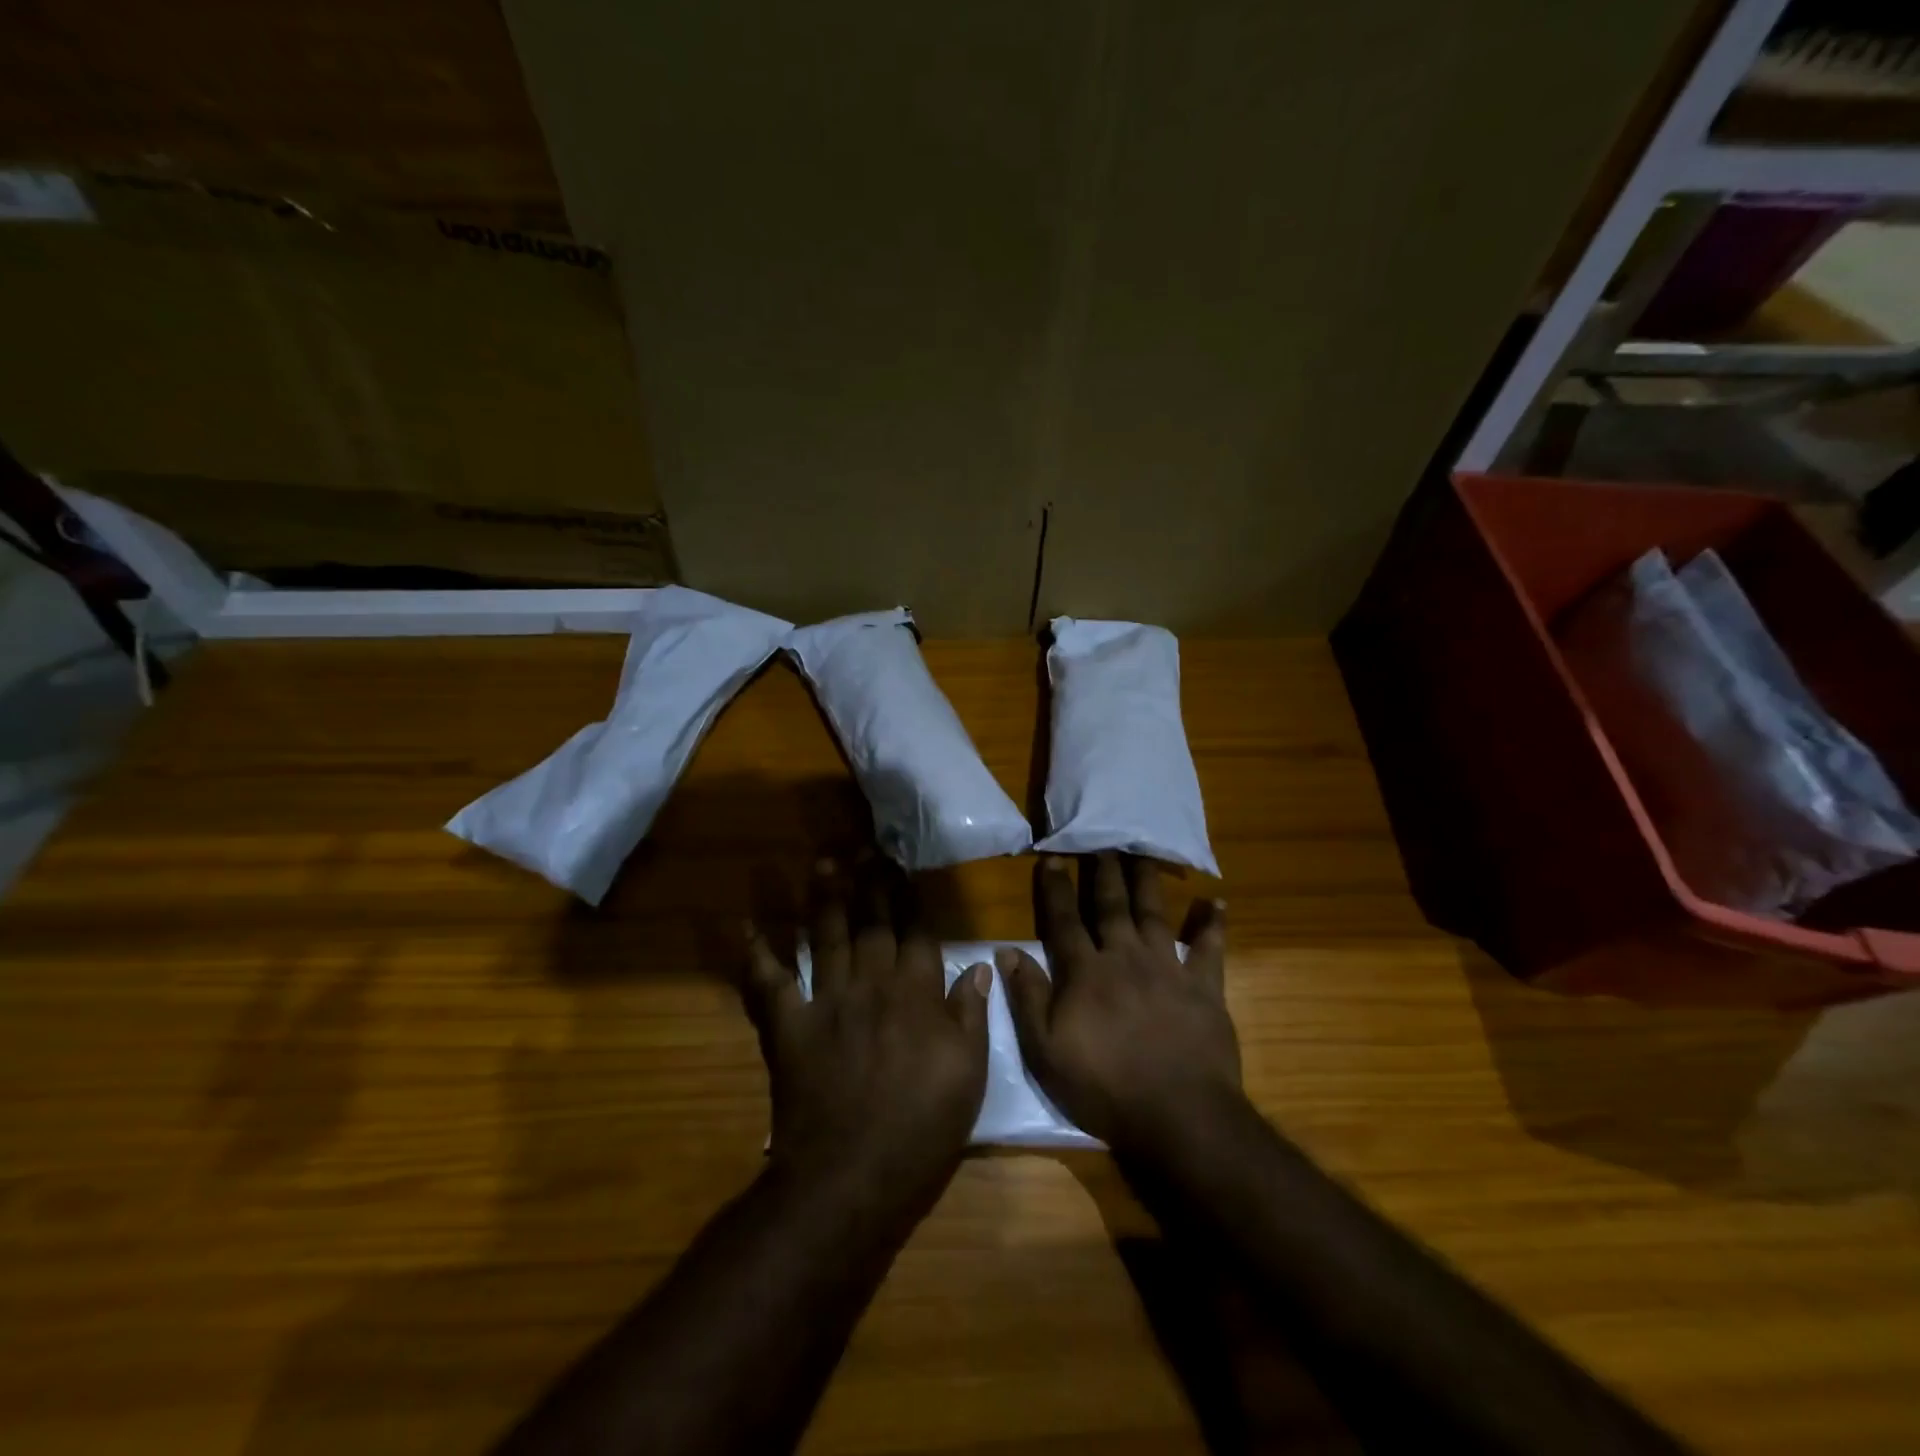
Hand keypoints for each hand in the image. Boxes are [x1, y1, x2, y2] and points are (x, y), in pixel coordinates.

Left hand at [743, 860, 988, 1195]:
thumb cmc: (922, 1127)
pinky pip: (769, 982)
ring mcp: (827, 1001)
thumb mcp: (969, 1074)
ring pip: (825, 936)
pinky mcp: (788, 1026)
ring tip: (824, 862)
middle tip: (864, 848)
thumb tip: (980, 966)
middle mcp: (872, 984)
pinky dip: (757, 954)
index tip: (902, 867)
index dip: (909, 897)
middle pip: (871, 922)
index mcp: (917, 993)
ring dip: (823, 897)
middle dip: (869, 882)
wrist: (853, 1175)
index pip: (916, 931)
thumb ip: (971, 1015)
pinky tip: (749, 926)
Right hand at [1000, 852, 1238, 1154]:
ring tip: (1143, 853)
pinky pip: (1209, 950)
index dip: (1055, 889)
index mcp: (1085, 973)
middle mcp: (1125, 958)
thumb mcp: (1046, 1050)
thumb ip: (1027, 997)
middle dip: (1103, 873)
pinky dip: (1212, 925)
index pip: (1064, 921)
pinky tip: (1217, 902)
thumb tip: (1006, 951)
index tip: (1052, 857)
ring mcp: (1167, 970)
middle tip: (1101, 842)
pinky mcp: (1204, 988)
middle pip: (1111, 907)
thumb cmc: (1104, 1088)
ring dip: (1147, 882)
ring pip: (1154, 915)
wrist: (1178, 1116)